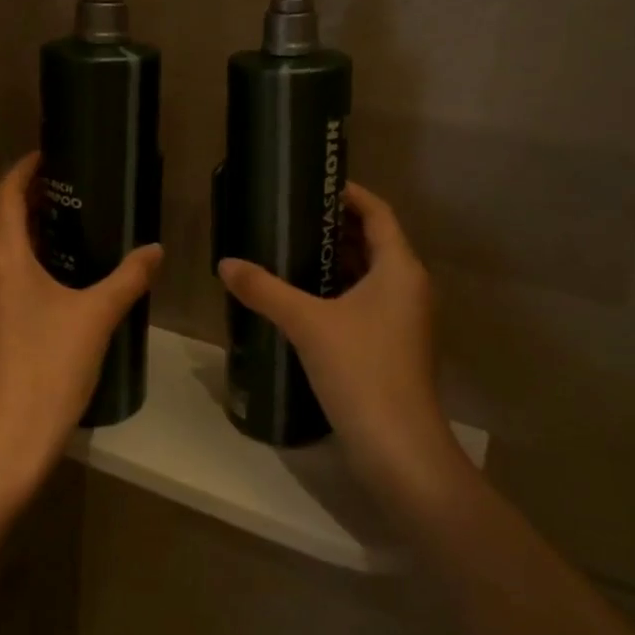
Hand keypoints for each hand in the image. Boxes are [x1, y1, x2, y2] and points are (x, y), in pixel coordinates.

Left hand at [0, 153, 162, 494]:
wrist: (7, 438)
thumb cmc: (50, 366)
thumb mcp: (97, 316)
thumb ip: (129, 277)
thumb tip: (155, 250)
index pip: (5, 194)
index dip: (24, 171)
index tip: (48, 157)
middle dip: (20, 198)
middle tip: (60, 190)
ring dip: (11, 230)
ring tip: (52, 227)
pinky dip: (6, 260)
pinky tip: (36, 277)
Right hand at [217, 183, 464, 514]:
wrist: (399, 449)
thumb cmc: (361, 371)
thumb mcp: (307, 323)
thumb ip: (265, 289)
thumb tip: (226, 263)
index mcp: (400, 269)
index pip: (378, 212)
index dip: (349, 194)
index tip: (312, 185)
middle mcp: (409, 288)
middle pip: (374, 241)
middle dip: (335, 227)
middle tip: (290, 217)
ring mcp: (404, 320)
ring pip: (370, 275)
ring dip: (336, 261)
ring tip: (290, 251)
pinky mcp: (393, 347)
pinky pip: (366, 303)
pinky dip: (339, 292)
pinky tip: (303, 300)